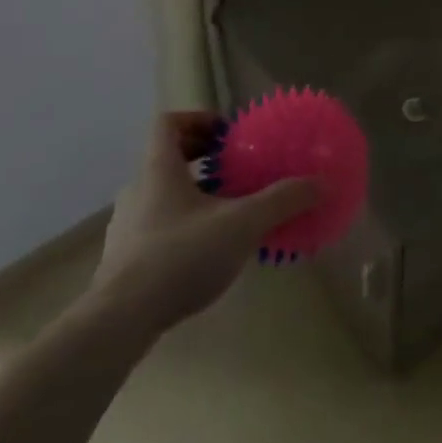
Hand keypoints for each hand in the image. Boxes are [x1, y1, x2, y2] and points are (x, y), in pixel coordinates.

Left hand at [85, 110, 318, 333]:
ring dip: (194, 195)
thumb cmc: (180, 256)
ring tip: (229, 212)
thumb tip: (322, 182)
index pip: (168, 123)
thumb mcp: (242, 224)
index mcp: (158, 168)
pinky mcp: (124, 260)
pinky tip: (208, 252)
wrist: (119, 322)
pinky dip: (183, 227)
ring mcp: (126, 226)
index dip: (198, 120)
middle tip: (235, 169)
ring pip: (163, 195)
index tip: (227, 134)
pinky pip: (158, 227)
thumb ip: (282, 200)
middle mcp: (137, 190)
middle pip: (167, 158)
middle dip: (202, 159)